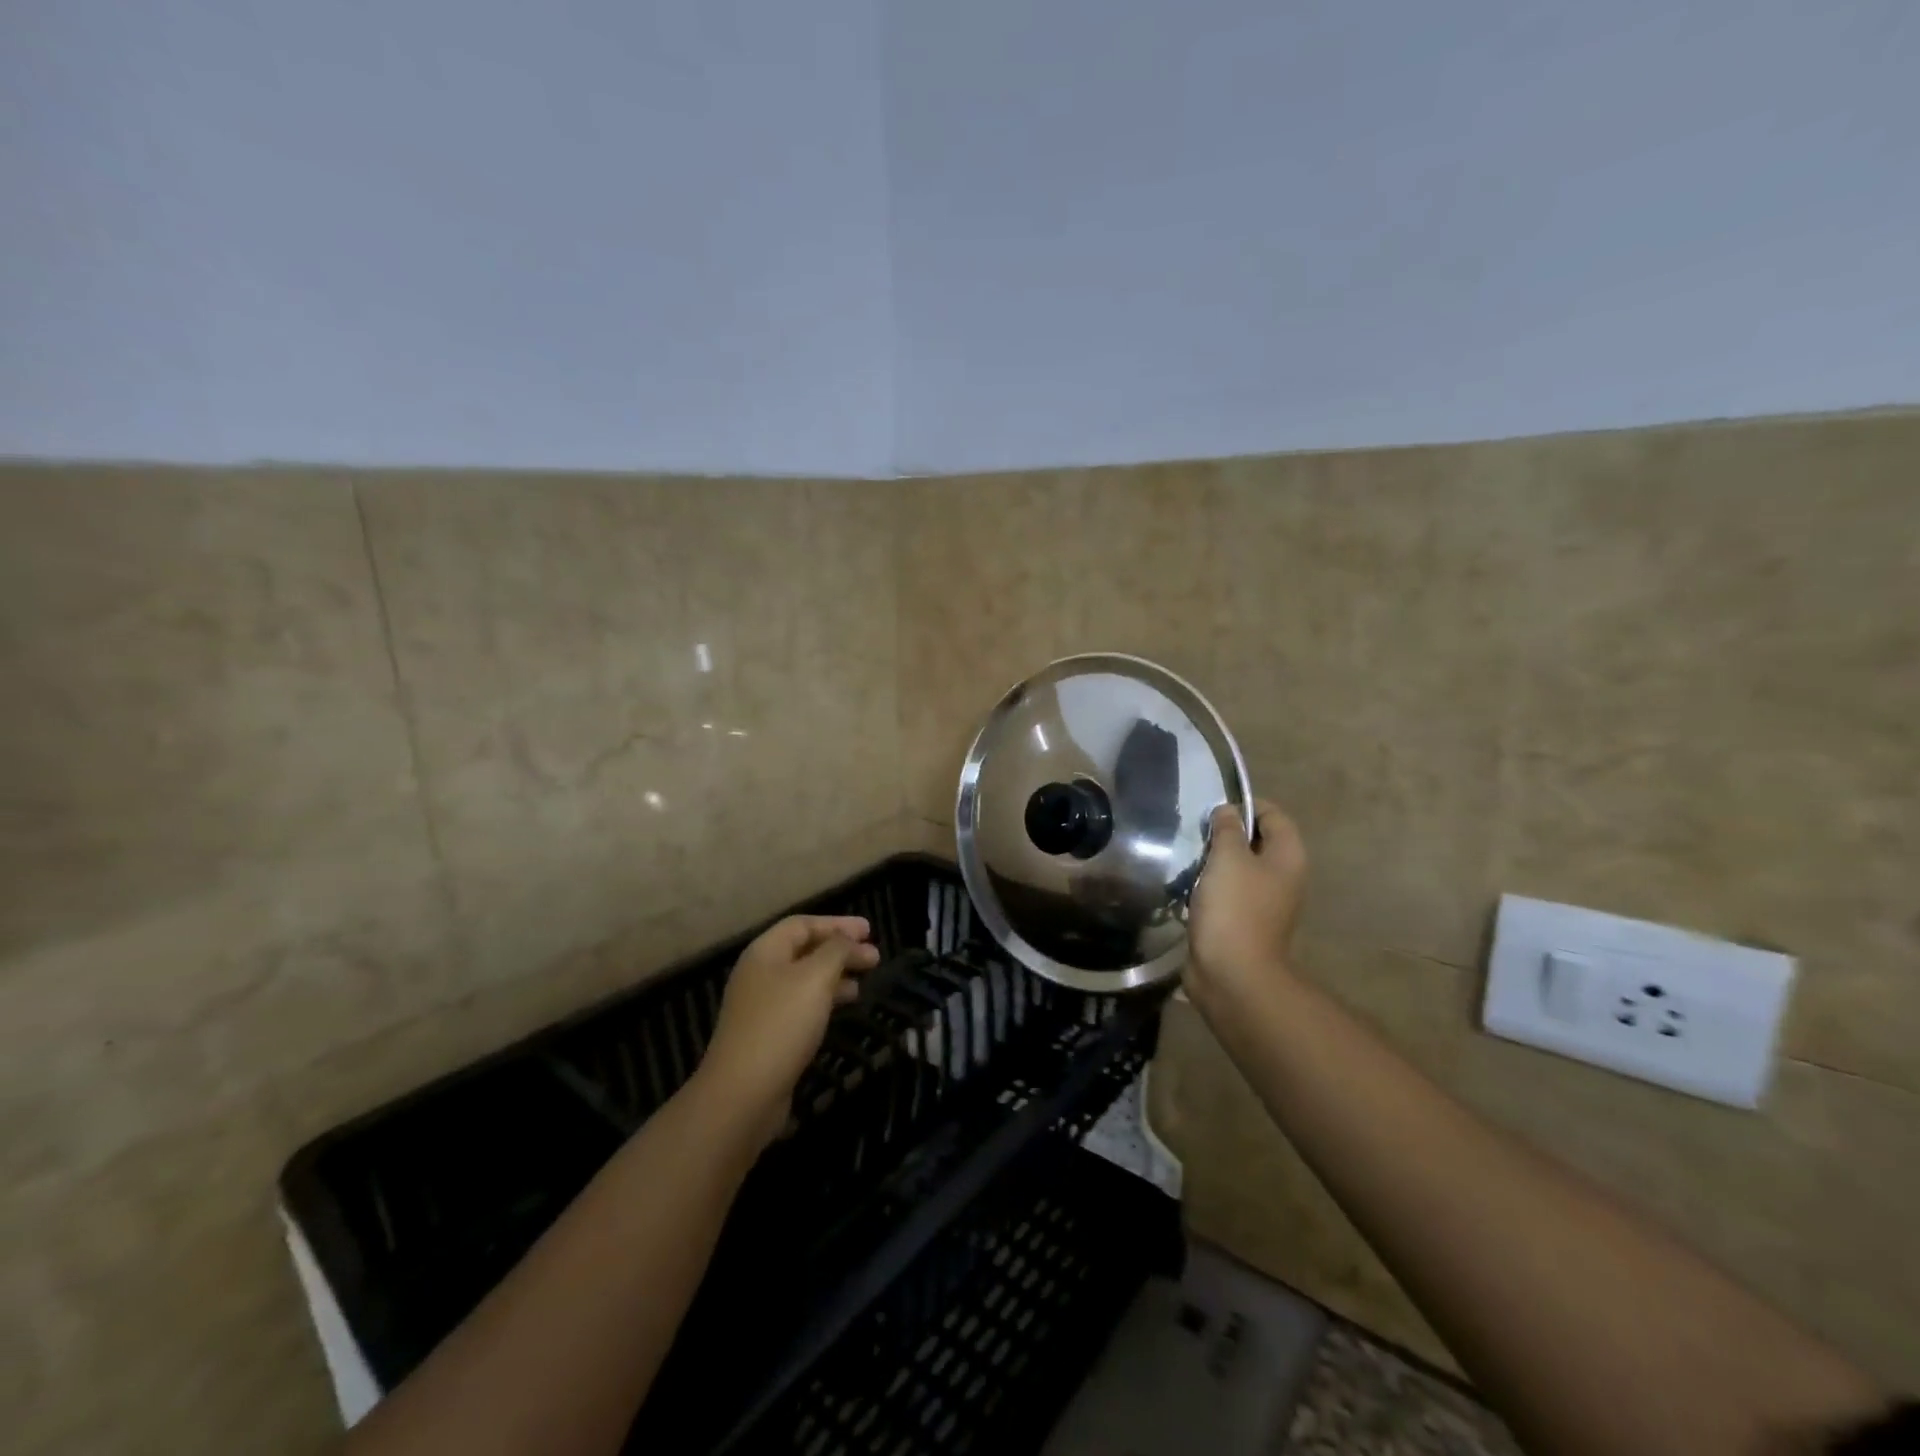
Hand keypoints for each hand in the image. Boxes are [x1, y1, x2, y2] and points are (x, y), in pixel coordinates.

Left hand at [695, 914, 879, 1145]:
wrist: (743, 1093)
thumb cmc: (781, 1024)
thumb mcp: (815, 978)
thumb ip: (837, 951)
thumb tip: (850, 940)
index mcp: (764, 952)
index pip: (803, 924)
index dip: (837, 924)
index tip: (869, 930)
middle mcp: (759, 973)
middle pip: (804, 950)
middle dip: (840, 949)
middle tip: (874, 956)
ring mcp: (761, 1006)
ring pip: (805, 978)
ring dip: (836, 975)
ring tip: (864, 982)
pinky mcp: (768, 1034)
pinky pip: (802, 1004)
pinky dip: (825, 999)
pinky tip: (843, 1008)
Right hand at [1186, 799, 1307, 1017]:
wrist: (1232, 974)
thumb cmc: (1234, 908)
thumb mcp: (1228, 857)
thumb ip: (1227, 829)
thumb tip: (1227, 811)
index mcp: (1287, 857)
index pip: (1273, 815)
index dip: (1245, 805)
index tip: (1212, 809)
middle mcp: (1281, 876)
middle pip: (1256, 840)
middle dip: (1226, 832)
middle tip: (1194, 831)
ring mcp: (1263, 901)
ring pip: (1238, 866)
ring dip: (1213, 860)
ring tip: (1186, 855)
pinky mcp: (1242, 920)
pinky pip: (1226, 891)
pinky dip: (1208, 884)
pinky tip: (1186, 884)